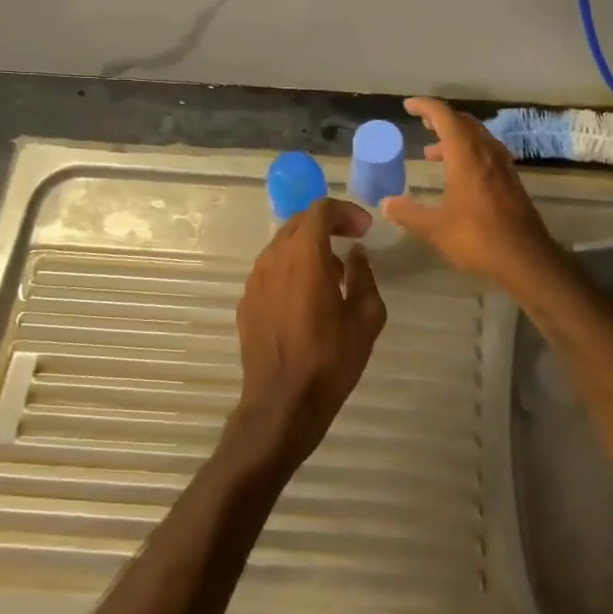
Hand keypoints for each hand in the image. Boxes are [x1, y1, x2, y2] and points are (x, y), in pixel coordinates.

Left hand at [231, 197, 386, 474]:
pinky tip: (308, 298)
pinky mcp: (246, 302)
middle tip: (352, 240)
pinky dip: (292, 269)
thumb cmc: (330, 359)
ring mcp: (255, 281)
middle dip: (327, 224)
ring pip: (282, 246)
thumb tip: (355, 255)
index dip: (346, 212)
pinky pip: (271, 271)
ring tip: (334, 273)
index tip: (365, 229)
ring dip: (309, 247)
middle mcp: (273, 259)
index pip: (320, 210)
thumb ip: (363, 276)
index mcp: (304, 255)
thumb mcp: (366, 317)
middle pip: (298, 223)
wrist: (282, 404)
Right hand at [381, 98, 560, 286]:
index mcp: (466, 155)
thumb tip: (385, 204)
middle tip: (422, 124)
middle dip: (441, 119)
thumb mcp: (435, 228)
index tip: (409, 106)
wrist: (526, 258)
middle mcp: (486, 152)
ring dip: (455, 138)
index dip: (425, 107)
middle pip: (463, 122)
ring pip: (477, 137)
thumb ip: (408, 213)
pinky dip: (469, 152)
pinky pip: (487, 152)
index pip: (444, 116)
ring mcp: (502, 165)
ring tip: (433, 153)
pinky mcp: (511, 180)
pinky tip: (459, 174)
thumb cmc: (477, 238)